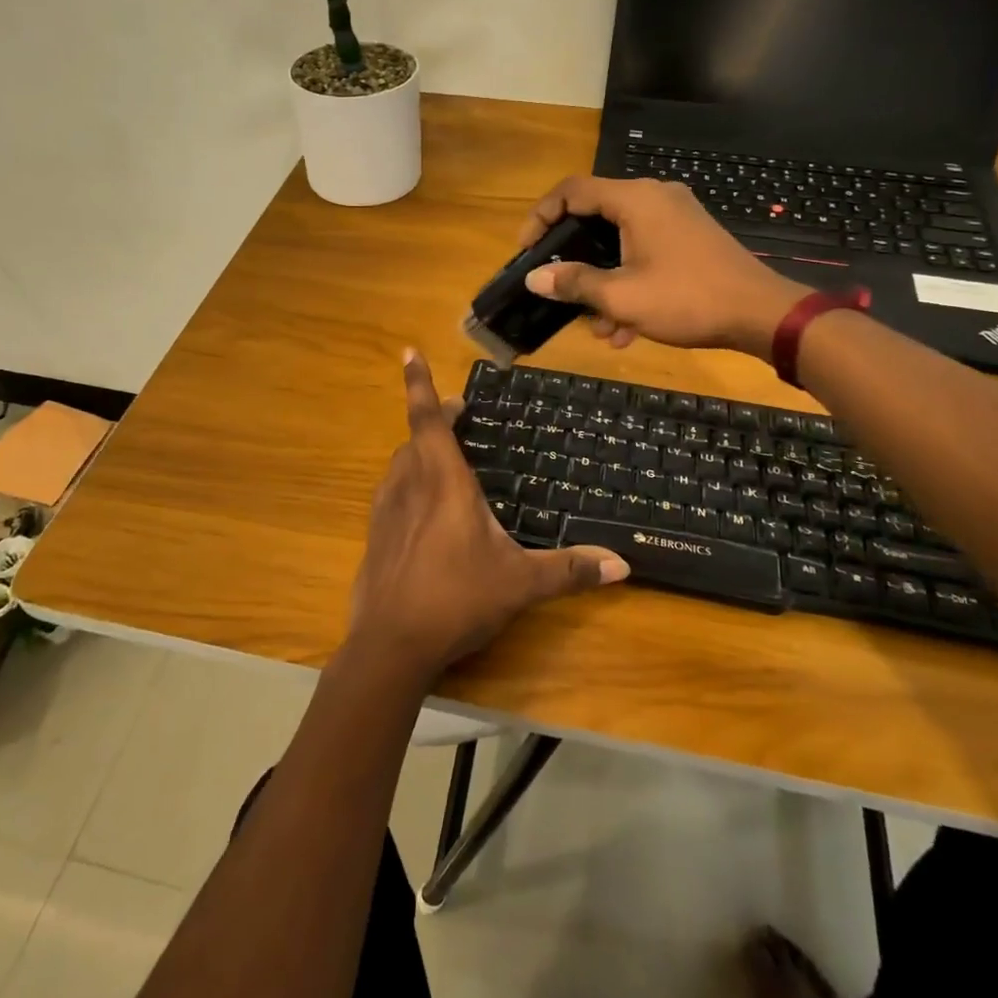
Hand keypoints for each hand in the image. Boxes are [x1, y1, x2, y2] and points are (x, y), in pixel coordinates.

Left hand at [348, 351, 629, 682]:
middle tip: (459, 417)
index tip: (408, 351)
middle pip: (416, 438)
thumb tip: (623, 564)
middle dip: (436, 420)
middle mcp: (410, 485)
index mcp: (443, 481)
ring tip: (442, 459)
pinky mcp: (374, 534)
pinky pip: (390, 492)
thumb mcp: (519, 583)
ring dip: (418, 451)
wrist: (390, 645)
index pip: (429, 419)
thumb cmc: (457, 599)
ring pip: (400, 464)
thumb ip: (568, 570)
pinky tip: (420, 509)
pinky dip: (406, 483)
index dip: (419, 383)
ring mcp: (386, 510)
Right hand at [520, 176, 809, 357]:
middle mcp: (654, 197)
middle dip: (574, 260)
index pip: (571, 191)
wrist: (761, 314)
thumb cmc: (686, 299)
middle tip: (558, 289)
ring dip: (604, 282)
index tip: (526, 251)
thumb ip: (574, 283)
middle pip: (595, 217)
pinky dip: (630, 282)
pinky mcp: (690, 238)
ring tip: (599, 328)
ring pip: (621, 242)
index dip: (540, 217)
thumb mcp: (621, 297)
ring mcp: (676, 217)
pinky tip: (627, 329)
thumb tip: (534, 279)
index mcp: (634, 199)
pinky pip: (645, 252)